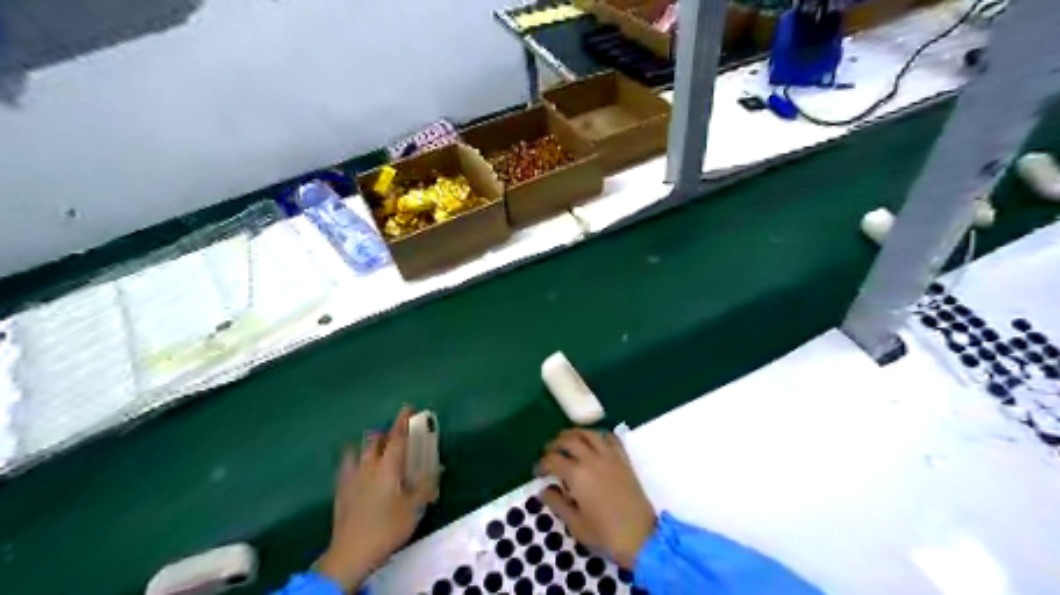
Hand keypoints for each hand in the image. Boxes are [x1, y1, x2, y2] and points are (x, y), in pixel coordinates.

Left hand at [316, 404, 436, 589]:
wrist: (351, 552)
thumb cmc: (387, 526)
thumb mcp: (414, 507)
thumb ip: (426, 485)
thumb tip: (438, 468)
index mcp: (387, 466)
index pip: (397, 437)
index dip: (403, 421)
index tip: (408, 408)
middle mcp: (368, 466)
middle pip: (374, 439)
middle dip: (385, 432)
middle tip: (396, 435)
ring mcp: (351, 477)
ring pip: (358, 451)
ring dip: (368, 445)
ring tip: (376, 449)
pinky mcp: (341, 491)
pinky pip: (346, 466)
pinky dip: (354, 461)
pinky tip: (358, 469)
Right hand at [539, 431, 654, 569]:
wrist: (641, 537)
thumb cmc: (605, 534)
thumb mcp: (575, 524)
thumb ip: (557, 504)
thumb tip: (544, 490)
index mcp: (577, 475)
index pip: (553, 460)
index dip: (542, 464)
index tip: (537, 472)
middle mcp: (592, 460)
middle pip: (569, 440)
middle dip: (555, 444)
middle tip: (548, 452)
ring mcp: (610, 457)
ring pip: (589, 434)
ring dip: (575, 433)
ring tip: (567, 439)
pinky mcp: (624, 460)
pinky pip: (611, 439)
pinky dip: (600, 436)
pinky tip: (595, 441)